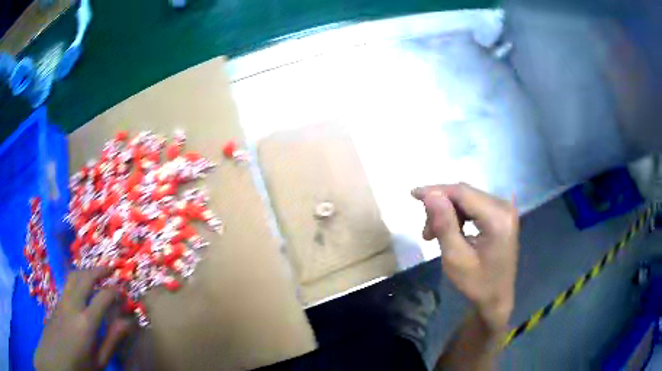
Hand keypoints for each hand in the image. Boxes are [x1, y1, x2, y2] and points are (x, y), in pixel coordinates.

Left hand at [34, 268, 133, 370]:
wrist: (55, 360)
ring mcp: (62, 301)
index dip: (115, 291)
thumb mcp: (100, 360)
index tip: (123, 292)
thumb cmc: (80, 365)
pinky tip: (81, 289)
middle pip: (84, 278)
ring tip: (95, 273)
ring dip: (85, 271)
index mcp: (86, 322)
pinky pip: (67, 285)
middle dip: (99, 270)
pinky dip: (77, 280)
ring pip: (73, 276)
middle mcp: (72, 305)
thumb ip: (112, 340)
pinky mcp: (56, 302)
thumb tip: (128, 322)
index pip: (103, 297)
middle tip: (110, 268)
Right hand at [412, 183, 518, 331]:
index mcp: (497, 218)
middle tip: (426, 232)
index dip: (437, 190)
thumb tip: (430, 195)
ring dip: (449, 212)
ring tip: (434, 235)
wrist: (497, 299)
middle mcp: (505, 208)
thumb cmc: (477, 284)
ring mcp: (505, 210)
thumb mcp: (456, 258)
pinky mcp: (502, 215)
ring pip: (469, 198)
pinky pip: (476, 205)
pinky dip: (459, 215)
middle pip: (466, 193)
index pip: (463, 193)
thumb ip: (444, 225)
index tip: (413, 196)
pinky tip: (451, 230)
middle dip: (441, 206)